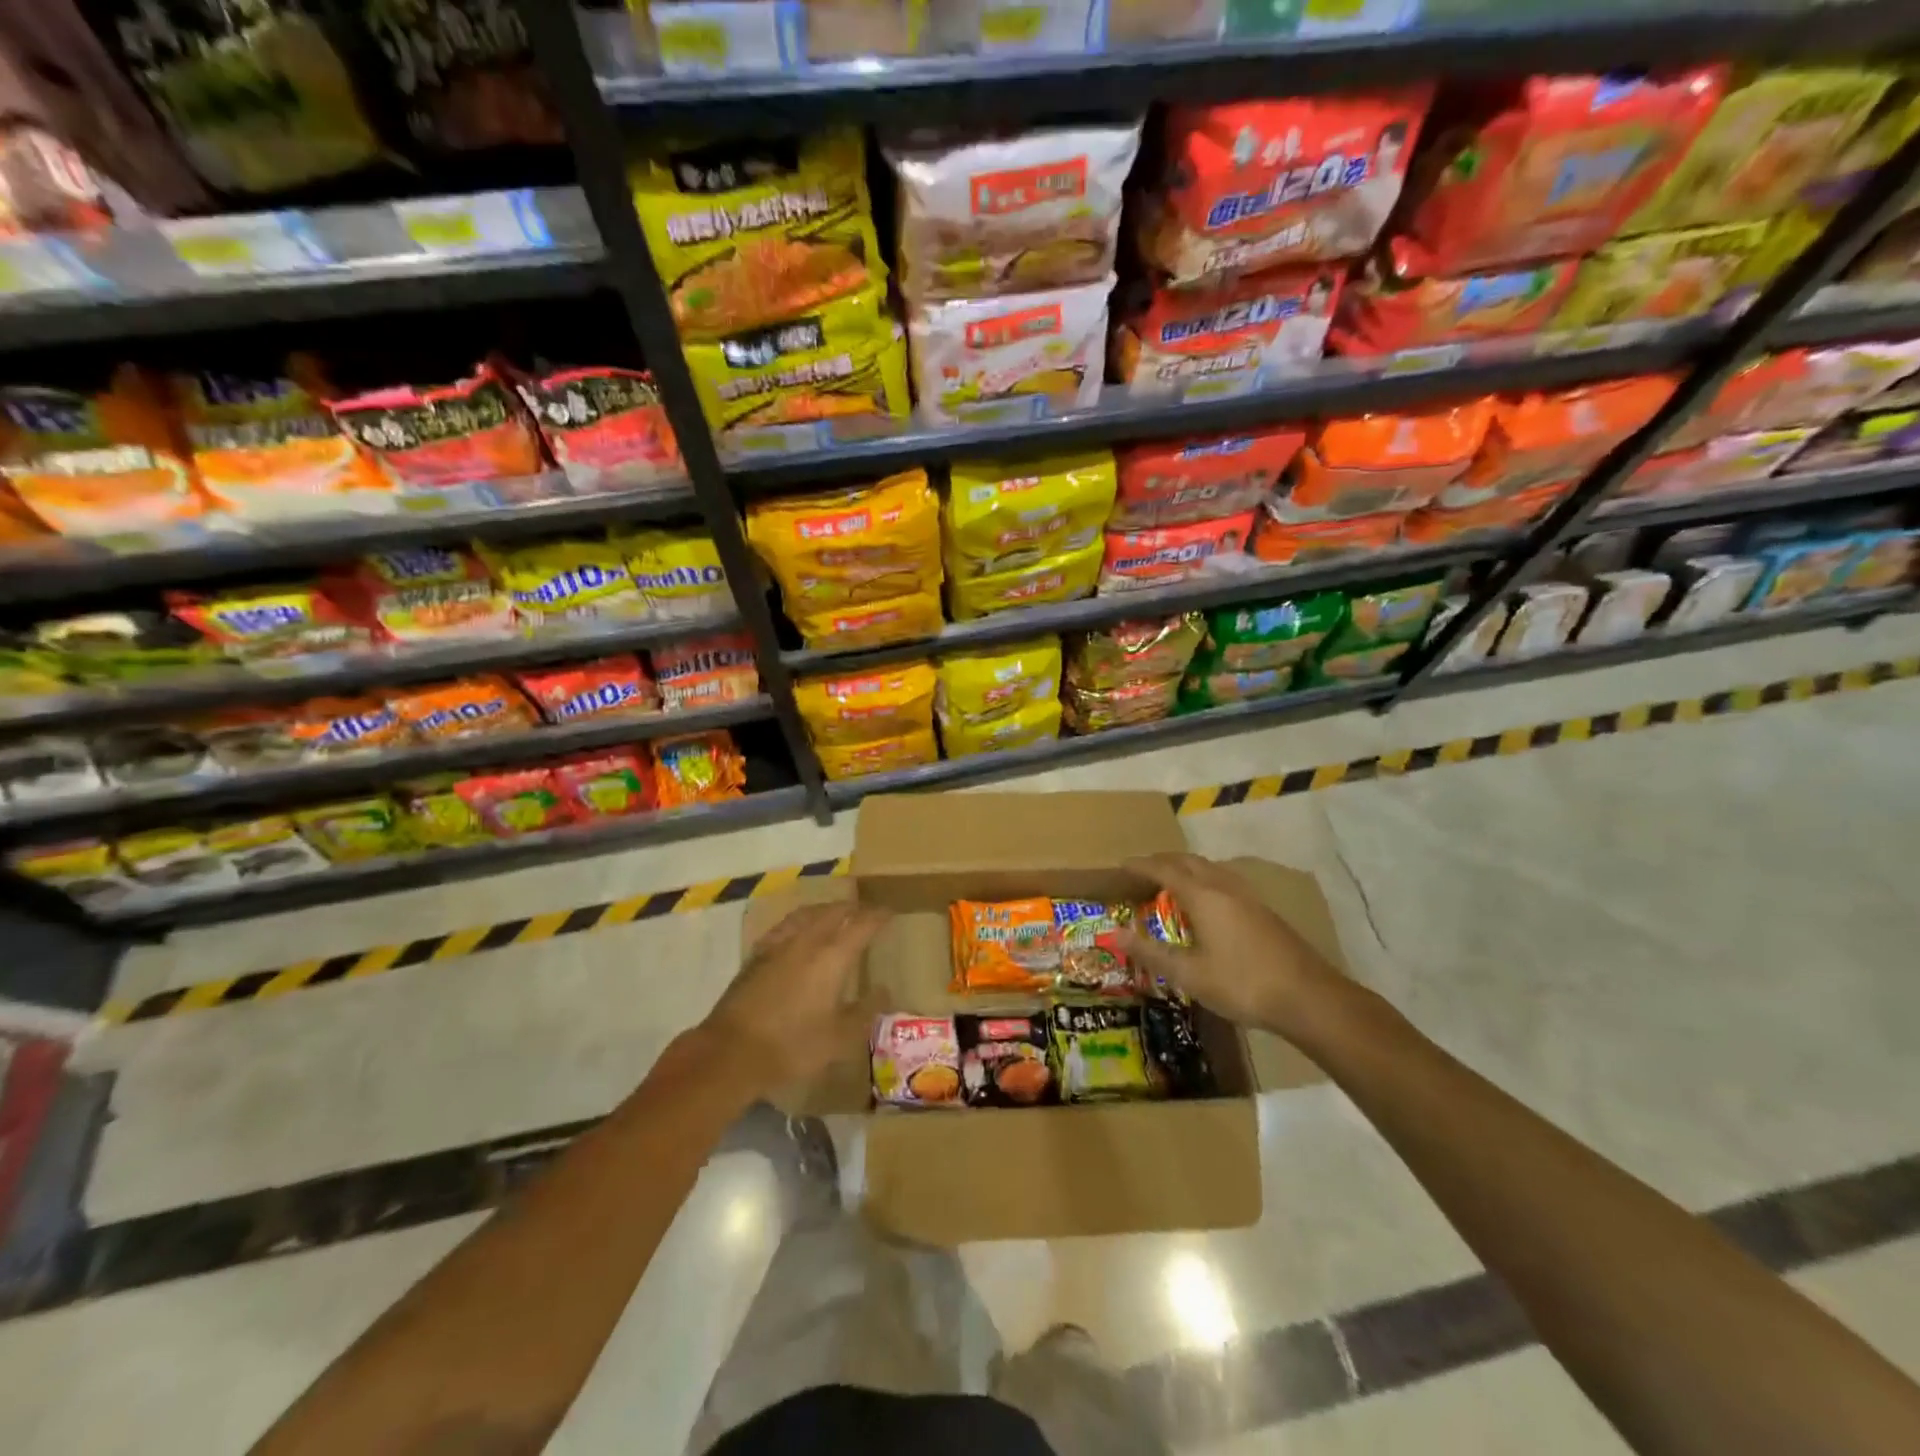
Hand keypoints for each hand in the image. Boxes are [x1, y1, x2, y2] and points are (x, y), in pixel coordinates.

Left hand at [697, 901, 890, 1094]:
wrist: (731, 1052)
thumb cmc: (792, 1045)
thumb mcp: (839, 1038)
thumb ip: (865, 1011)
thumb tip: (884, 989)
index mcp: (833, 956)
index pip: (862, 924)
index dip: (878, 916)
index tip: (890, 913)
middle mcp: (807, 940)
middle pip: (834, 912)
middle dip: (853, 909)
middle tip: (866, 912)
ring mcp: (778, 944)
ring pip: (808, 914)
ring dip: (826, 910)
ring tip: (835, 913)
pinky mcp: (757, 955)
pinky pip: (786, 925)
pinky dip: (801, 921)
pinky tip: (798, 931)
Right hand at [1117, 853, 1341, 1038]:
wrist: (1309, 998)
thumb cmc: (1242, 984)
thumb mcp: (1189, 974)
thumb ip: (1151, 952)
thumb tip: (1114, 934)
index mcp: (1203, 896)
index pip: (1164, 870)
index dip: (1141, 866)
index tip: (1121, 865)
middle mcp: (1224, 887)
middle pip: (1189, 861)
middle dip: (1163, 861)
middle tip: (1142, 871)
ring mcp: (1249, 897)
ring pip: (1210, 868)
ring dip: (1187, 868)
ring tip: (1172, 881)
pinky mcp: (1264, 911)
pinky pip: (1225, 881)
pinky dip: (1205, 880)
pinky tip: (1208, 902)